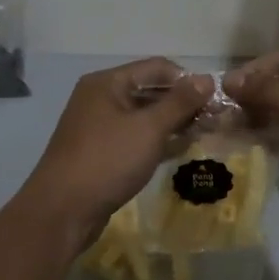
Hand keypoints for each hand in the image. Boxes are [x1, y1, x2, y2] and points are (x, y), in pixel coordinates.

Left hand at [20, 58, 212, 244]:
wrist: (62, 211)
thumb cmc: (107, 161)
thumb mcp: (149, 128)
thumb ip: (180, 103)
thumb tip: (207, 79)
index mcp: (108, 83)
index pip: (157, 68)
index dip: (187, 80)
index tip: (215, 100)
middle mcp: (101, 98)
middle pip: (151, 91)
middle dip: (183, 103)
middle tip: (215, 119)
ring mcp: (100, 127)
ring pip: (145, 117)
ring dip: (174, 123)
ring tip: (205, 134)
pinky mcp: (102, 152)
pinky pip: (136, 138)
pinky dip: (158, 140)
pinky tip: (181, 150)